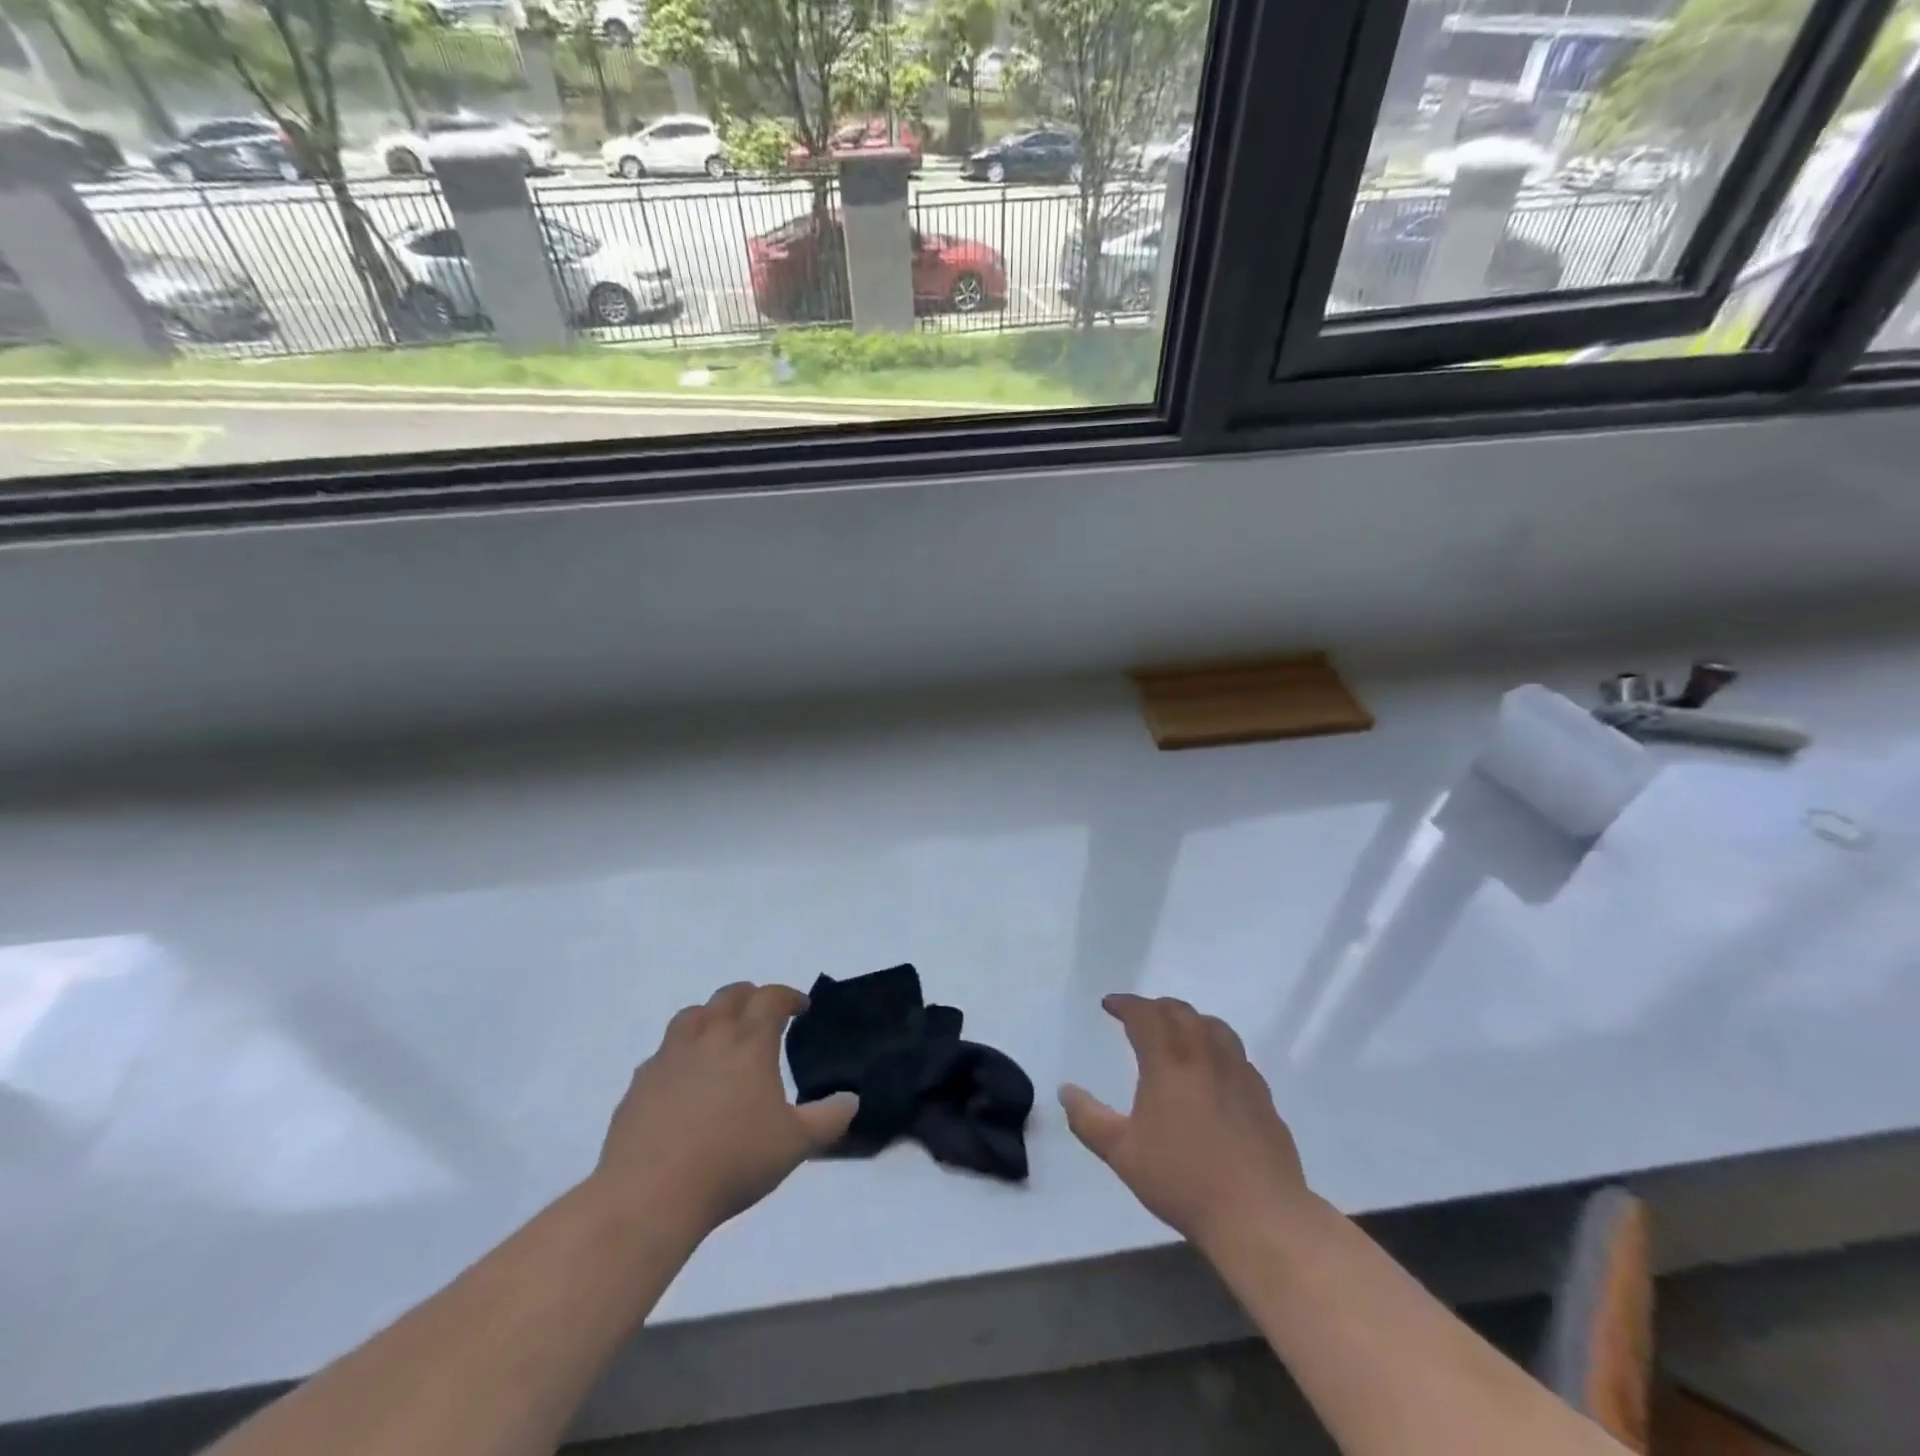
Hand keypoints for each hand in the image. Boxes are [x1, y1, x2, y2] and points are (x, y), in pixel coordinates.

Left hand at [593, 982, 857, 1238]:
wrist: (649, 1195)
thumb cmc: (732, 1162)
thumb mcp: (795, 1144)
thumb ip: (828, 1119)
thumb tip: (851, 1099)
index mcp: (749, 1043)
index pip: (770, 999)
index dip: (788, 996)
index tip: (801, 1007)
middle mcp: (709, 1038)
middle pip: (729, 997)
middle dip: (750, 997)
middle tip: (762, 1012)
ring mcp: (668, 1058)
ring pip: (691, 1016)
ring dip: (711, 1015)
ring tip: (720, 1033)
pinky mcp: (639, 1085)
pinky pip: (663, 1053)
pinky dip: (679, 1052)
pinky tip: (683, 1078)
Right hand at [1060, 994, 1314, 1252]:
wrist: (1258, 1214)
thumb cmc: (1183, 1180)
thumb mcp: (1122, 1153)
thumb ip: (1088, 1119)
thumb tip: (1065, 1091)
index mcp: (1168, 1062)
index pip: (1145, 1014)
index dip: (1125, 1004)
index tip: (1109, 1004)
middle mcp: (1205, 1055)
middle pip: (1180, 1012)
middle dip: (1155, 1007)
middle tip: (1138, 1016)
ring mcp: (1239, 1073)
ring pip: (1213, 1026)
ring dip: (1189, 1020)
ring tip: (1177, 1032)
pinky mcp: (1262, 1095)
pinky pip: (1236, 1053)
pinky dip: (1216, 1046)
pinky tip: (1213, 1069)